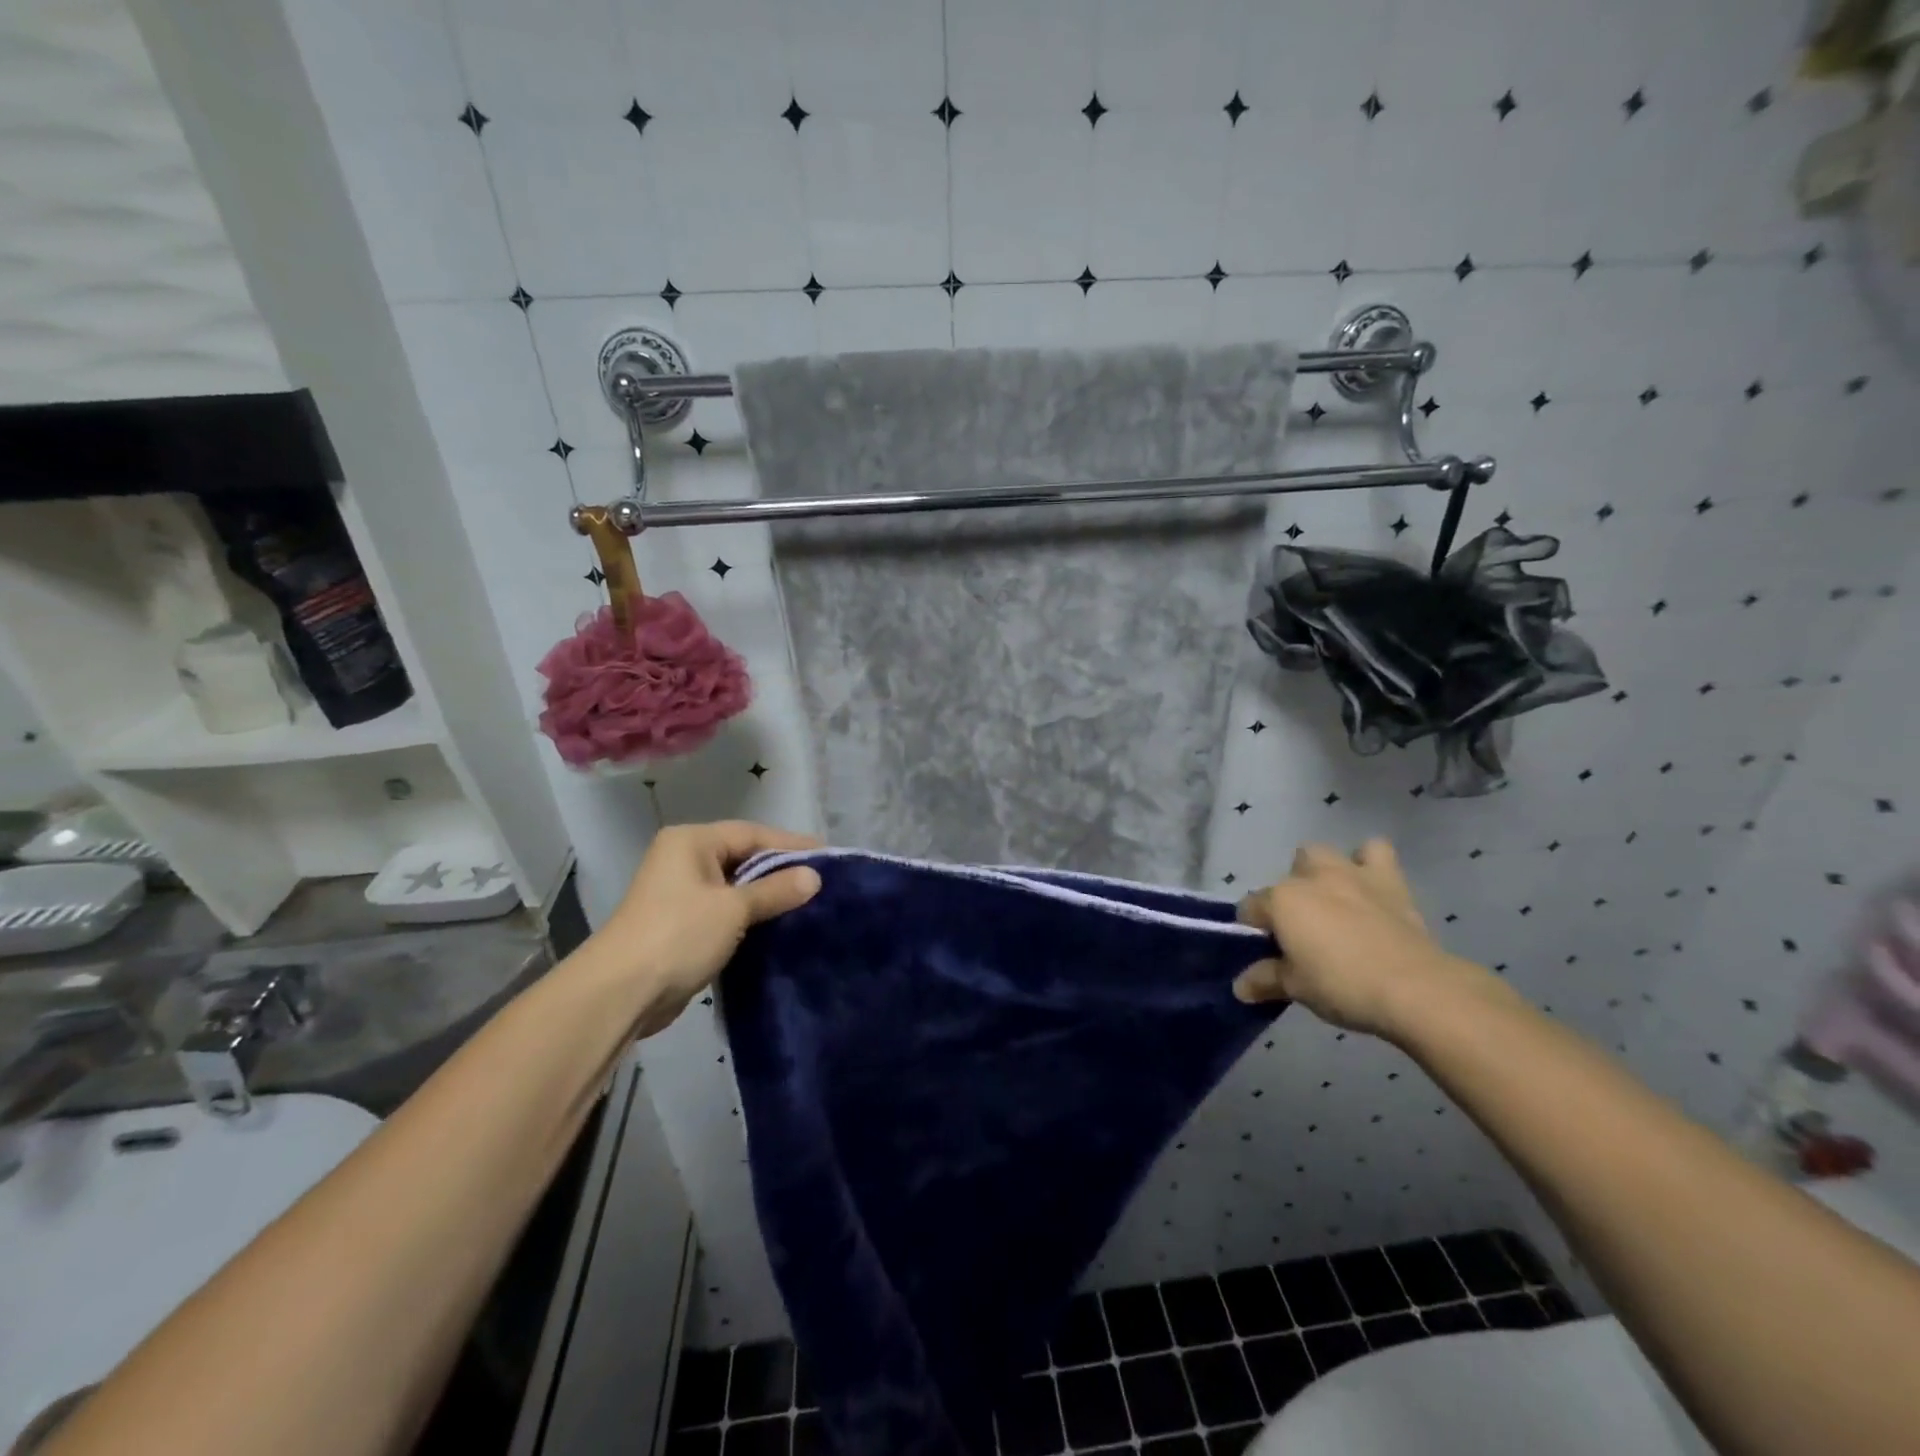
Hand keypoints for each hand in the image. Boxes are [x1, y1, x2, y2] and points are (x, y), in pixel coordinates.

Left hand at [583, 821, 822, 1032]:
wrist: (621, 993)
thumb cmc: (679, 934)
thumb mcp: (734, 908)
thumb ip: (776, 890)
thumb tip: (814, 876)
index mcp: (692, 841)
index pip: (752, 834)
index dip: (791, 844)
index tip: (828, 856)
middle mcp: (684, 859)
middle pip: (743, 858)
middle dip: (780, 871)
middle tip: (822, 881)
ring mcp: (680, 893)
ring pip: (735, 887)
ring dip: (766, 897)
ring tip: (808, 904)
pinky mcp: (682, 925)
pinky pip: (725, 911)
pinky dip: (749, 917)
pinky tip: (777, 927)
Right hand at [1233, 839, 1500, 1040]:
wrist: (1416, 989)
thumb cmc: (1344, 986)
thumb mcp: (1296, 988)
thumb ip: (1265, 980)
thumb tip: (1242, 987)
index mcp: (1281, 901)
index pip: (1250, 909)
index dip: (1254, 931)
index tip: (1266, 954)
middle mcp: (1310, 878)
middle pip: (1286, 877)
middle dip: (1289, 896)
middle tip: (1301, 930)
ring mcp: (1350, 874)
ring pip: (1322, 854)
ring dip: (1321, 872)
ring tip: (1332, 901)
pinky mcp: (1389, 880)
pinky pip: (1375, 852)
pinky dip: (1368, 862)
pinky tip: (1369, 886)